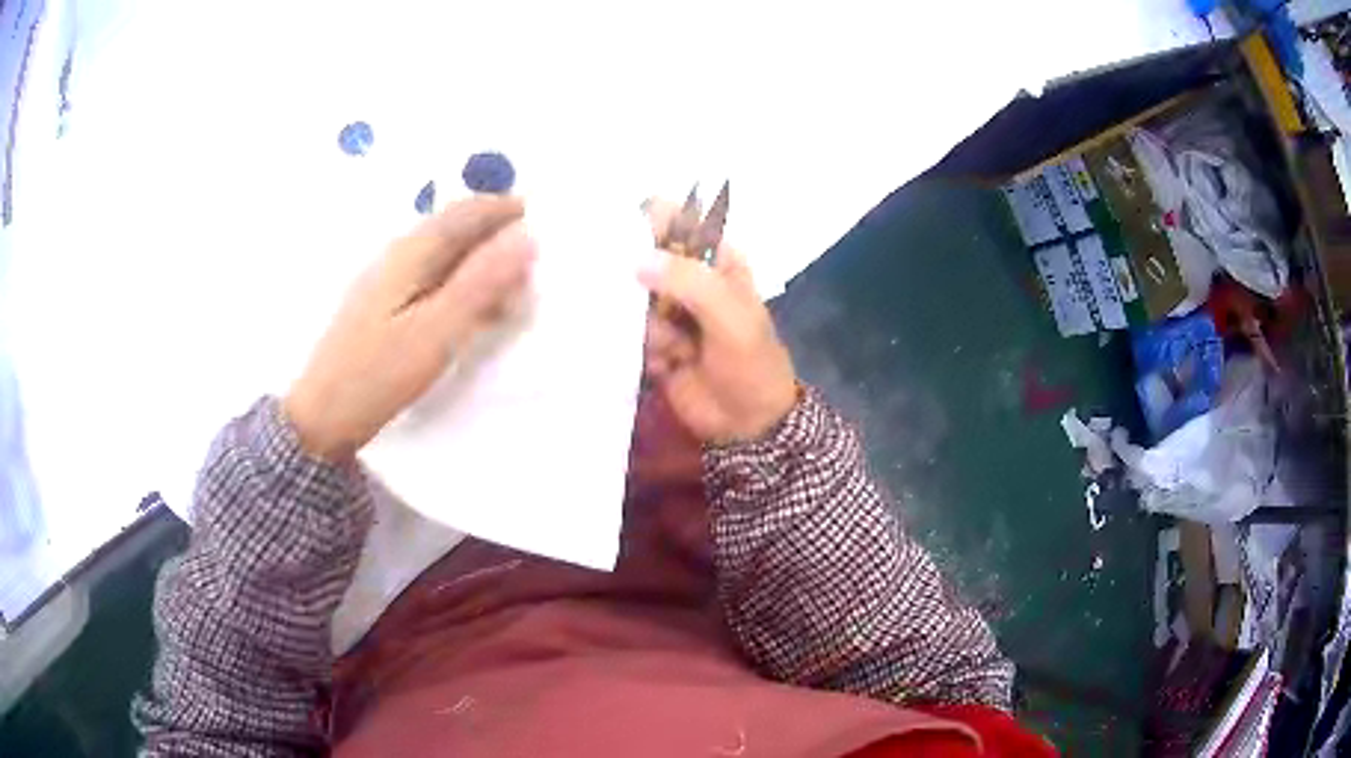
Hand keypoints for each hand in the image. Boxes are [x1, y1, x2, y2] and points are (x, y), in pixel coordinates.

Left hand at [284, 196, 535, 458]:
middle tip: (535, 254)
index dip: (505, 209)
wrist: (323, 416)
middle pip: (453, 229)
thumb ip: (481, 283)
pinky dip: (462, 284)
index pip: (466, 213)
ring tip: (514, 284)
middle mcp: (398, 256)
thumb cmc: (379, 374)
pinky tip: (475, 310)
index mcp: (411, 252)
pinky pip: (432, 280)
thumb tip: (527, 237)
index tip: (545, 217)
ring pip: (444, 255)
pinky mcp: (384, 307)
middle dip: (495, 232)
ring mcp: (387, 281)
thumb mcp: (436, 331)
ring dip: (481, 260)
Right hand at [638, 204, 797, 443]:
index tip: (627, 242)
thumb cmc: (750, 361)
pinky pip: (629, 333)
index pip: (675, 220)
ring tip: (677, 349)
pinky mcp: (652, 341)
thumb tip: (637, 260)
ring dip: (650, 327)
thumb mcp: (730, 315)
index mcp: (714, 259)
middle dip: (638, 280)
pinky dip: (644, 349)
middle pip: (644, 258)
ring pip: (632, 299)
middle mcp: (687, 278)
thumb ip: (689, 281)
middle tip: (653, 308)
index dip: (649, 221)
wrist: (747, 423)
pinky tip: (668, 365)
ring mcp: (667, 311)